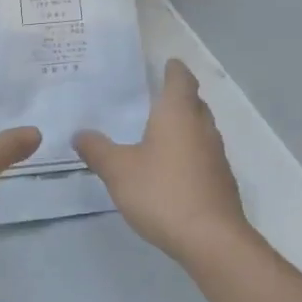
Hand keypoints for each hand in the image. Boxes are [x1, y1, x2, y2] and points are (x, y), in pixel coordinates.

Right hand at [74, 59, 254, 266]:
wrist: (210, 239)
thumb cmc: (161, 192)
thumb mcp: (117, 169)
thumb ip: (97, 149)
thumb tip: (80, 133)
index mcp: (177, 115)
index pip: (180, 80)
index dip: (173, 70)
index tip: (167, 62)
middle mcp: (201, 128)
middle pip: (194, 103)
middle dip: (179, 97)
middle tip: (156, 95)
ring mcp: (216, 156)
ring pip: (200, 130)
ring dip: (184, 126)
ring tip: (159, 131)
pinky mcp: (220, 181)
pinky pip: (202, 155)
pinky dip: (187, 151)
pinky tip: (170, 167)